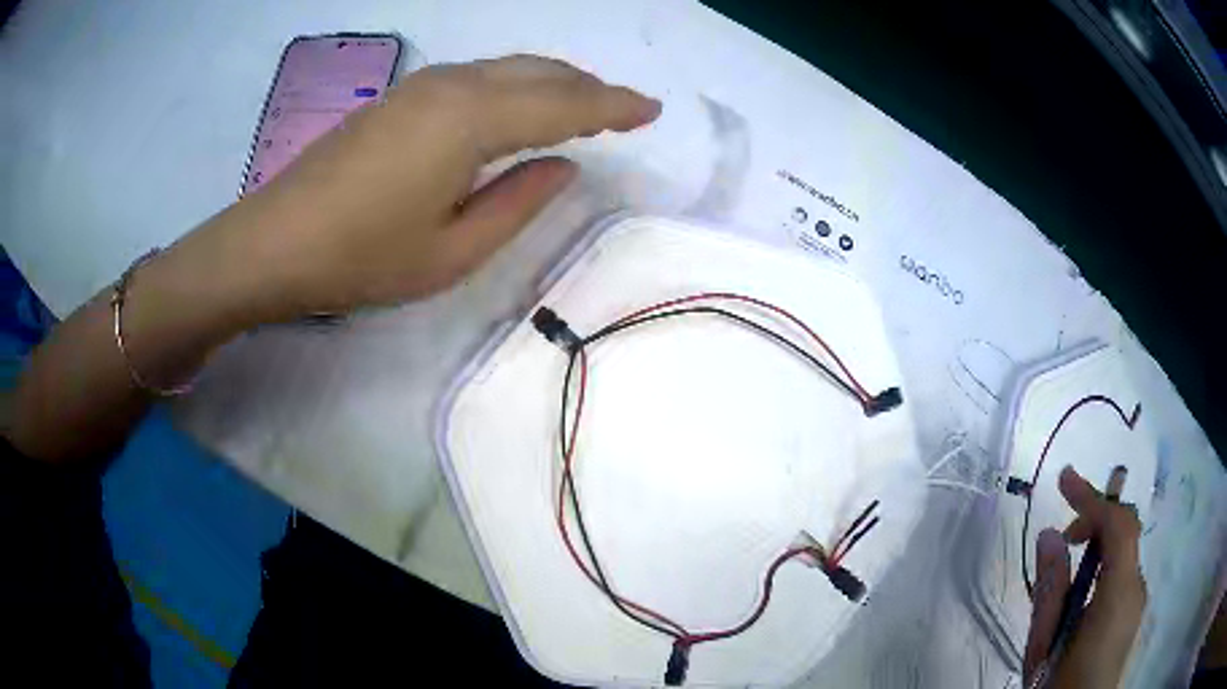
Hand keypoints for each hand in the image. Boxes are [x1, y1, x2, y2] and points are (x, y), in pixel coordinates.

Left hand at [218, 54, 660, 320]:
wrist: (273, 242)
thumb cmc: (361, 257)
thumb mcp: (452, 252)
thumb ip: (518, 203)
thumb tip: (564, 167)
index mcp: (472, 121)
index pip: (564, 104)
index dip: (613, 107)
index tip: (650, 110)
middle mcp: (453, 86)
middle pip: (539, 72)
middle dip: (588, 87)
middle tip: (623, 109)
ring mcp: (421, 85)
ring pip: (507, 68)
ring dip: (551, 82)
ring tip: (582, 105)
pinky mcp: (400, 96)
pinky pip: (477, 76)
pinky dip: (513, 85)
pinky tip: (517, 106)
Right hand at [1023, 466, 1146, 688]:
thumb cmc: (1058, 686)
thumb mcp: (1044, 645)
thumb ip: (1050, 589)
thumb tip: (1049, 534)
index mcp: (1119, 593)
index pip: (1118, 524)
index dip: (1093, 497)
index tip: (1063, 482)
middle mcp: (1136, 586)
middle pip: (1124, 532)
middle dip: (1096, 519)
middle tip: (1062, 530)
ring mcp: (1137, 599)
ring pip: (1123, 553)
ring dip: (1097, 546)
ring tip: (1065, 567)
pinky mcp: (1132, 611)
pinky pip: (1122, 573)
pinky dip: (1103, 566)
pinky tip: (1079, 595)